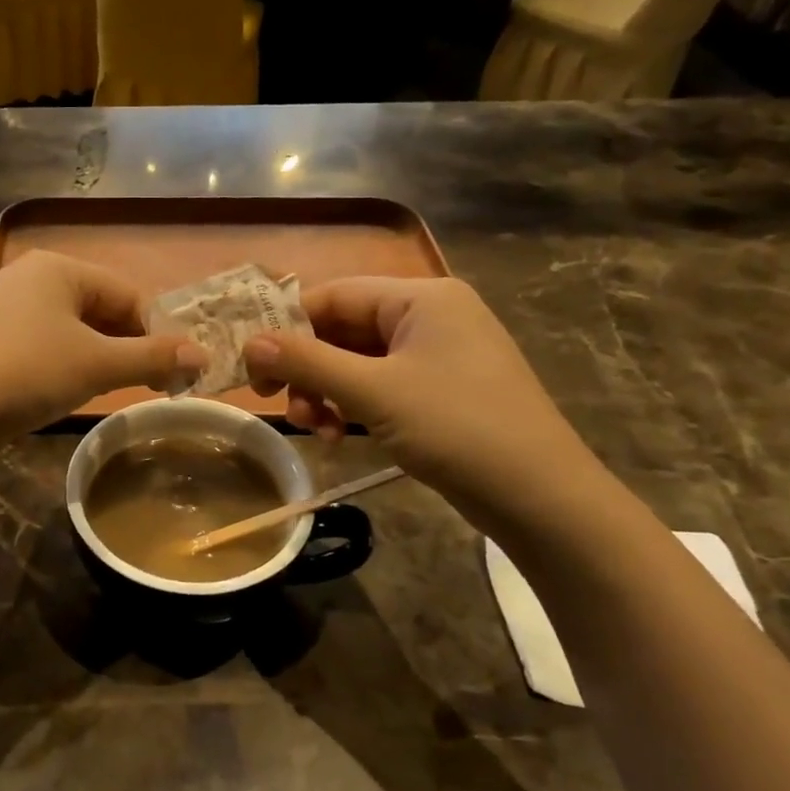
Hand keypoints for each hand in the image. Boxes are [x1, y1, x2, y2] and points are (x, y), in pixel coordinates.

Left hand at [0, 251, 204, 440]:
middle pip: (99, 310)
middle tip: (152, 385)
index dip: (157, 331)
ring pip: (70, 331)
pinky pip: (42, 347)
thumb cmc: (27, 372)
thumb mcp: (97, 363)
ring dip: (99, 359)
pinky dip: (65, 366)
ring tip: (114, 391)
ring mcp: (3, 310)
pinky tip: (68, 392)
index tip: (177, 370)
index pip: (127, 294)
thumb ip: (152, 357)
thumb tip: (203, 355)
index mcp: (58, 268)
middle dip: (128, 346)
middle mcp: (29, 279)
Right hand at [244, 278, 599, 522]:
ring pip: (357, 361)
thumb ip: (307, 362)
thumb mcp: (373, 392)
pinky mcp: (439, 389)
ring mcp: (437, 354)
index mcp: (421, 297)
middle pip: (343, 329)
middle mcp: (429, 315)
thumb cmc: (457, 428)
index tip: (253, 366)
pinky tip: (339, 436)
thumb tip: (250, 343)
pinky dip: (352, 406)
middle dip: (308, 369)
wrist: (539, 496)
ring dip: (326, 392)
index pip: (334, 295)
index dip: (286, 326)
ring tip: (316, 429)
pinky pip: (379, 385)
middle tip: (281, 404)